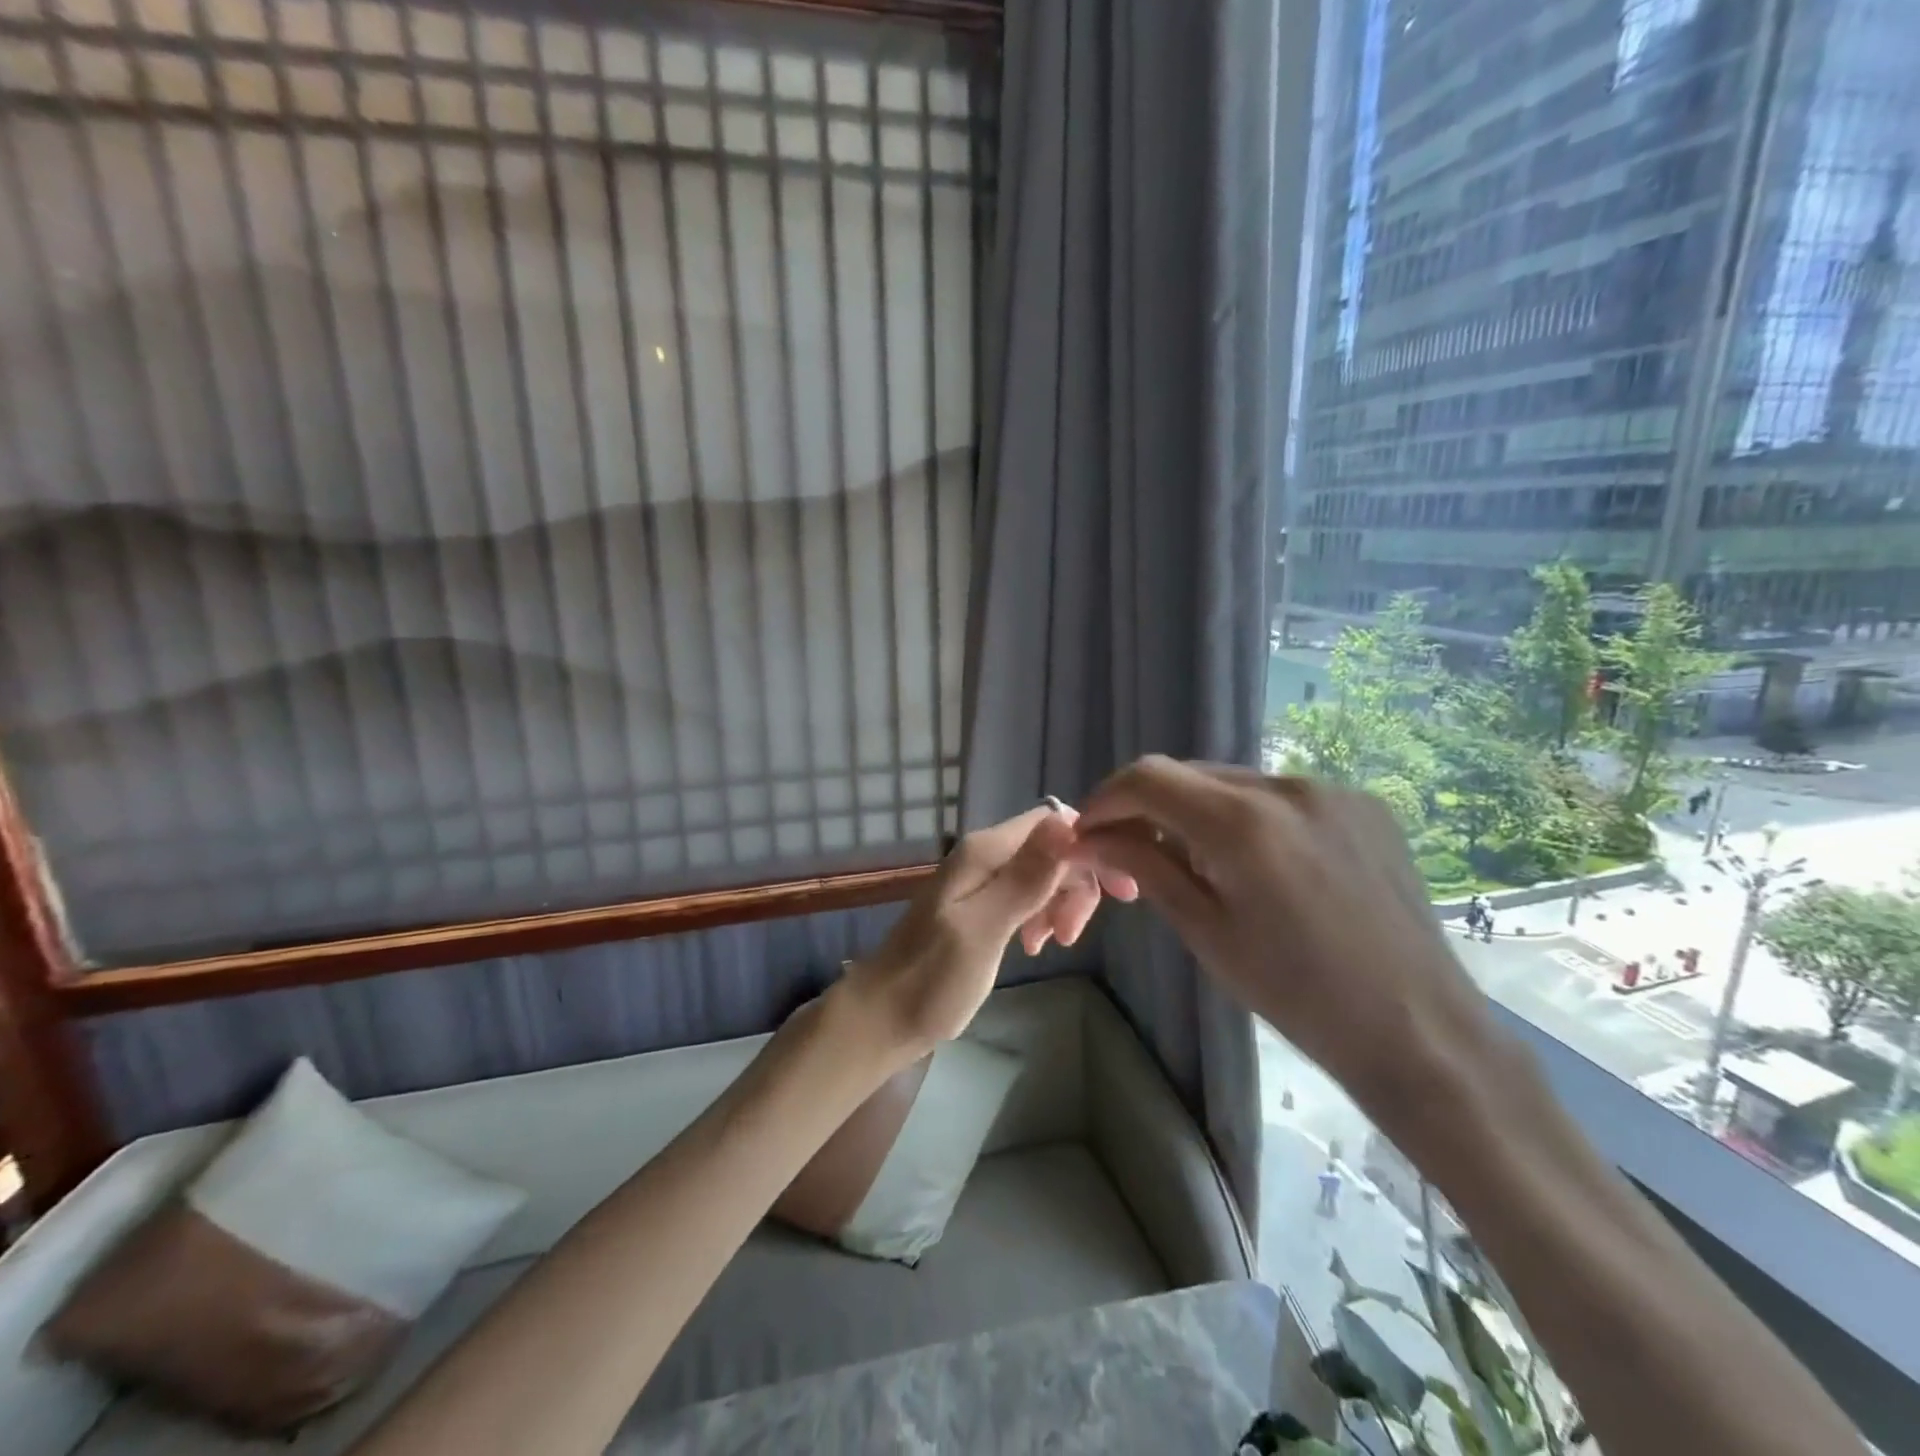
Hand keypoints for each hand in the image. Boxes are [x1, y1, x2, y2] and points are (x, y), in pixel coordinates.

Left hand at [840, 804, 1134, 1056]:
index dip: (1090, 847)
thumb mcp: (984, 930)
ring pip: (1042, 872)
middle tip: (1072, 935)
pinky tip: (1035, 945)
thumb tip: (1068, 822)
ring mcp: (981, 879)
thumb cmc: (932, 979)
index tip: (1117, 891)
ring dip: (1060, 903)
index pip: (1054, 821)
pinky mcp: (981, 904)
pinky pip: (1025, 894)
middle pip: (1052, 847)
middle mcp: (984, 855)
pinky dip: (1041, 915)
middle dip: (1075, 884)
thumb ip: (1024, 878)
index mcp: (985, 851)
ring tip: (1055, 944)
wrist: (884, 1016)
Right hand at [1068, 757, 1498, 1118]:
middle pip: (1188, 774)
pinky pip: (1279, 795)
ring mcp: (1331, 789)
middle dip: (1148, 807)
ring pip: (1233, 783)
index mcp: (1243, 822)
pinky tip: (1256, 863)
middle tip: (1132, 854)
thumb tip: (1086, 839)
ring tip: (1196, 863)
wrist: (1417, 1028)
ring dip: (1196, 811)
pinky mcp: (1361, 803)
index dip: (1105, 800)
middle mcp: (1287, 786)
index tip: (1088, 835)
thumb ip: (1143, 866)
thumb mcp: (1204, 930)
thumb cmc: (1296, 993)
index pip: (1147, 777)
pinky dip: (1246, 817)